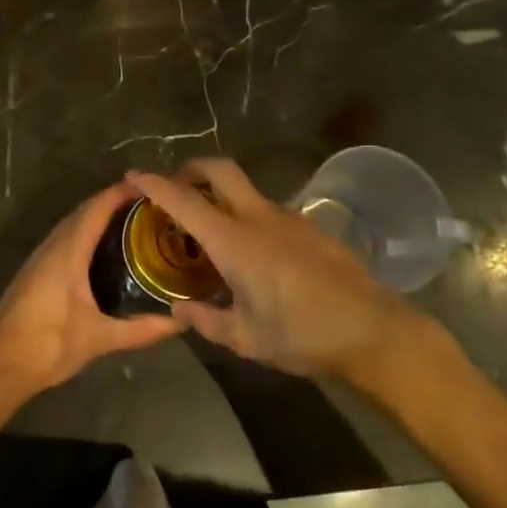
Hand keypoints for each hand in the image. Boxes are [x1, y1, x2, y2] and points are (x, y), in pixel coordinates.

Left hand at [0, 181, 181, 407]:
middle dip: (112, 202)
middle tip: (145, 204)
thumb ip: (140, 330)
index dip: (119, 193)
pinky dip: (84, 233)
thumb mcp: (99, 338)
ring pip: (71, 224)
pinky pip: (63, 238)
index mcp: (67, 252)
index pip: (96, 209)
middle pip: (83, 212)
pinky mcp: (34, 271)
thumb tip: (180, 323)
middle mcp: (52, 246)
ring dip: (96, 216)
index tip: (147, 185)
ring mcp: (39, 258)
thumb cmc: (48, 345)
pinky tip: (99, 249)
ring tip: (129, 221)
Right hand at [126, 158, 419, 378]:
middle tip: (176, 188)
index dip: (155, 184)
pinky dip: (248, 216)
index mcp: (234, 241)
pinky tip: (254, 253)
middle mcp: (258, 217)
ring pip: (245, 189)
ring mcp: (288, 217)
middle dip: (191, 168)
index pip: (184, 201)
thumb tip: (178, 308)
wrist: (373, 331)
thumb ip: (205, 321)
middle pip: (218, 169)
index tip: (134, 176)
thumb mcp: (245, 339)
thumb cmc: (301, 335)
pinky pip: (268, 209)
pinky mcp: (310, 226)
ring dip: (221, 195)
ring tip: (213, 232)